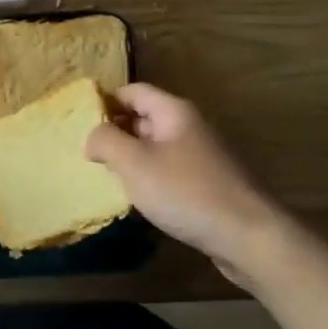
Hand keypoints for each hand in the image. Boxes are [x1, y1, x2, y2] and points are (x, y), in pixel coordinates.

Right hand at [85, 83, 283, 283]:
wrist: (249, 237)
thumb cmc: (186, 192)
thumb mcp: (134, 163)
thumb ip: (105, 141)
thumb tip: (92, 136)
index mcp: (174, 112)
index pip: (132, 91)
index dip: (105, 101)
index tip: (79, 122)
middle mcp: (189, 126)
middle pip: (143, 117)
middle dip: (114, 131)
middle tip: (86, 152)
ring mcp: (201, 155)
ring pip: (154, 146)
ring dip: (130, 157)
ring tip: (105, 175)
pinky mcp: (207, 183)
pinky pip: (168, 169)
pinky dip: (149, 177)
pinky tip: (137, 197)